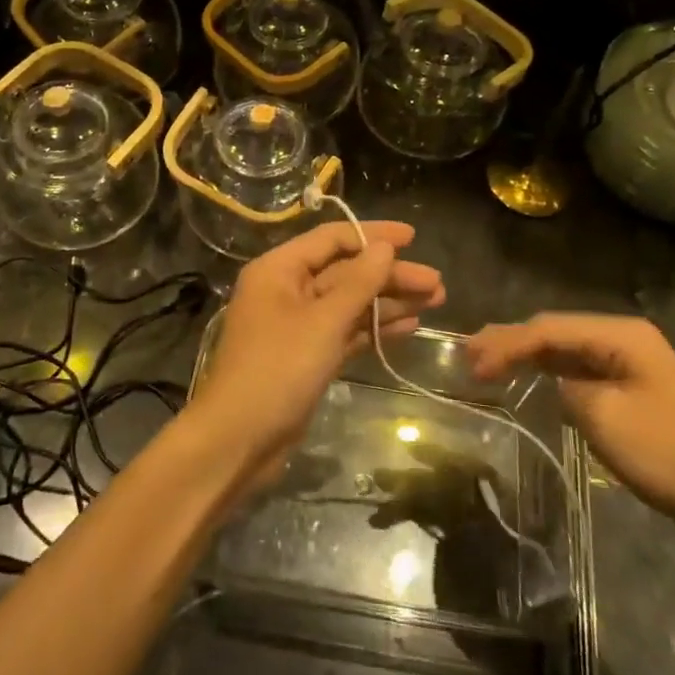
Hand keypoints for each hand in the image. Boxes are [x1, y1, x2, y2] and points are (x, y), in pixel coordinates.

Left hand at [188, 221, 444, 476]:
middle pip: (345, 271)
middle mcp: (287, 290)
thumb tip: (384, 247)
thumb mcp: (323, 321)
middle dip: (389, 275)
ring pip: (349, 302)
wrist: (239, 439)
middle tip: (435, 282)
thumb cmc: (278, 369)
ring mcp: (298, 325)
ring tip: (435, 301)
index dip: (373, 235)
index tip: (413, 238)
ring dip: (388, 301)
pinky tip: (409, 327)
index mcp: (279, 270)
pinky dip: (374, 328)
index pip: (331, 239)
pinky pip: (346, 331)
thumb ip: (358, 283)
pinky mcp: (308, 356)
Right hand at [467, 313, 674, 546]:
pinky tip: (530, 379)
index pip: (549, 329)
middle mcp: (627, 339)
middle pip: (557, 332)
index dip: (506, 343)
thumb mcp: (604, 417)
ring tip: (488, 363)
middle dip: (512, 342)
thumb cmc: (668, 454)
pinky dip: (552, 374)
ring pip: (568, 351)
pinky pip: (583, 372)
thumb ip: (566, 387)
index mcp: (622, 335)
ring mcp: (633, 365)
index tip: (472, 365)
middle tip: (469, 357)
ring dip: (529, 357)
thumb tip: (557, 383)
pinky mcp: (635, 391)